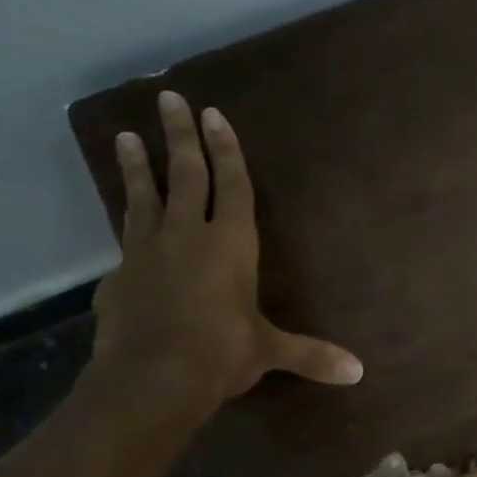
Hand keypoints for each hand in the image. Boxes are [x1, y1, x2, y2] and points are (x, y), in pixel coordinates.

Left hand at [90, 90, 361, 415]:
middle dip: (180, 136)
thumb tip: (358, 373)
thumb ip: (311, 355)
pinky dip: (128, 225)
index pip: (231, 187)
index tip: (214, 115)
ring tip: (126, 135)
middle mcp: (187, 236)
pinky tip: (126, 225)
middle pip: (184, 175)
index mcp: (231, 245)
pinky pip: (126, 238)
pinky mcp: (118, 275)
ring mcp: (147, 252)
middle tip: (170, 98)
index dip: (226, 151)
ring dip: (137, 166)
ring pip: (143, 197)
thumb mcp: (269, 352)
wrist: (151, 378)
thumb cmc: (221, 354)